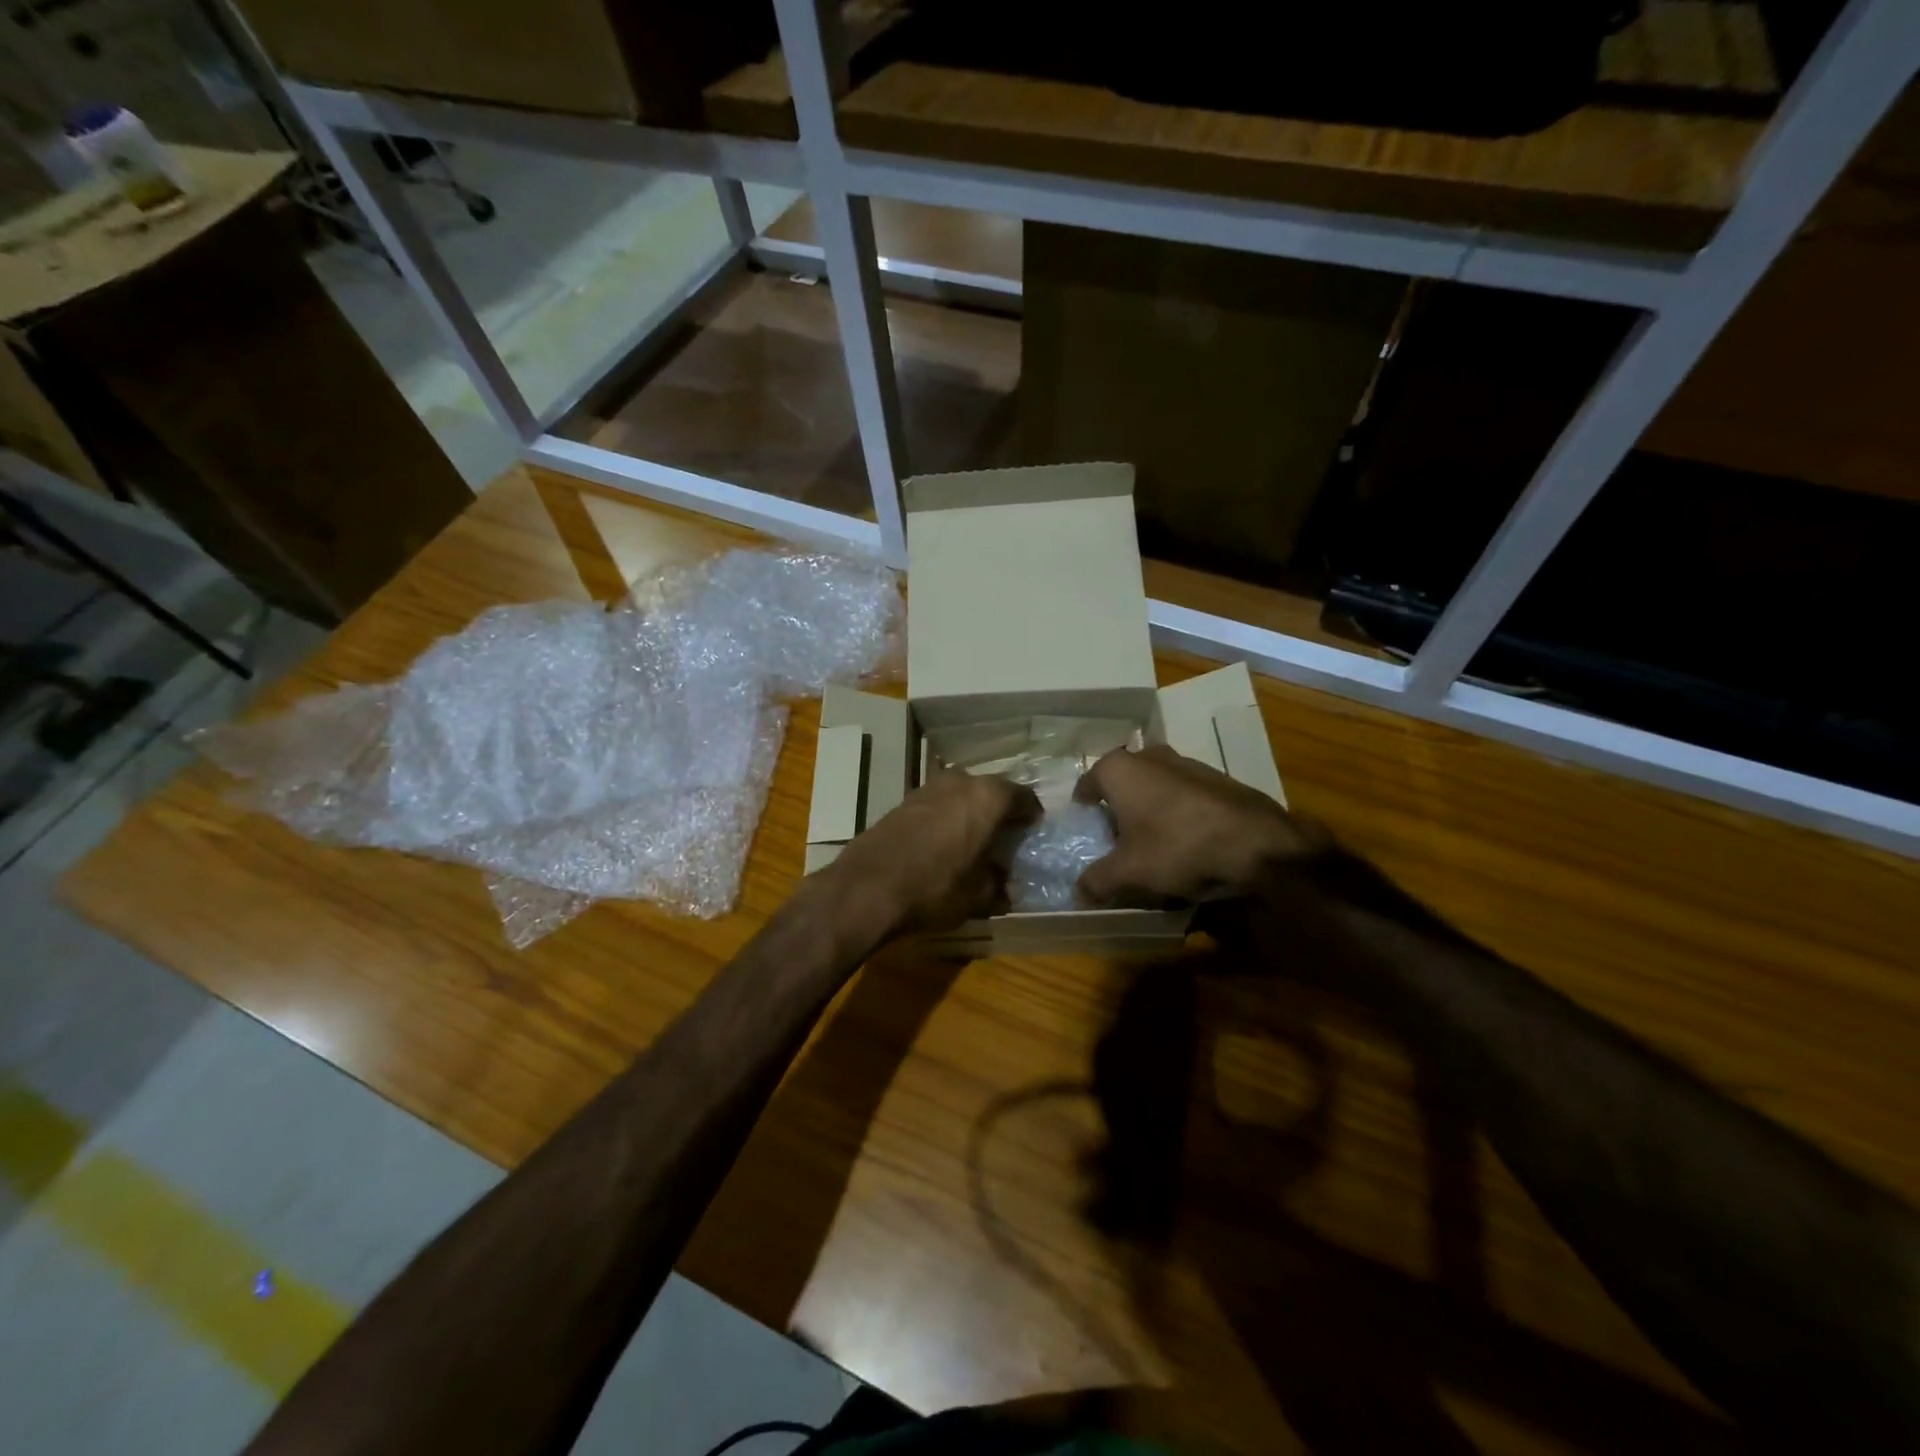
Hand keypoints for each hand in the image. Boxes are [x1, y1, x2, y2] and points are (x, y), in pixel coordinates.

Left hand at [825, 770, 1040, 939]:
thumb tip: (1006, 888)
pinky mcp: (903, 801)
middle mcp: (961, 782)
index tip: (1032, 835)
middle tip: (1005, 840)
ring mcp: (928, 787)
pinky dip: (946, 819)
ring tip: (973, 843)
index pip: (1023, 798)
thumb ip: (999, 886)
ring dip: (970, 814)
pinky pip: (938, 805)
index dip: (1031, 817)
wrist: (867, 888)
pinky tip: (943, 845)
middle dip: (1000, 813)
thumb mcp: (978, 896)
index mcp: (988, 797)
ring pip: (962, 795)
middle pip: (991, 792)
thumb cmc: (935, 888)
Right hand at [1074, 745, 1330, 905]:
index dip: (1084, 805)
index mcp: (1120, 769)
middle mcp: (1151, 756)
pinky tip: (1187, 840)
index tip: (1085, 823)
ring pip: (1157, 784)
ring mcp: (1189, 763)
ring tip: (1153, 840)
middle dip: (1119, 803)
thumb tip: (1078, 892)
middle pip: (1124, 780)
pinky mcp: (1220, 779)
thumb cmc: (1176, 846)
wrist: (1255, 843)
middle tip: (1116, 834)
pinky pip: (1187, 794)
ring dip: (1151, 806)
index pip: (1089, 781)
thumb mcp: (1128, 873)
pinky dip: (1180, 812)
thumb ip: (1097, 881)